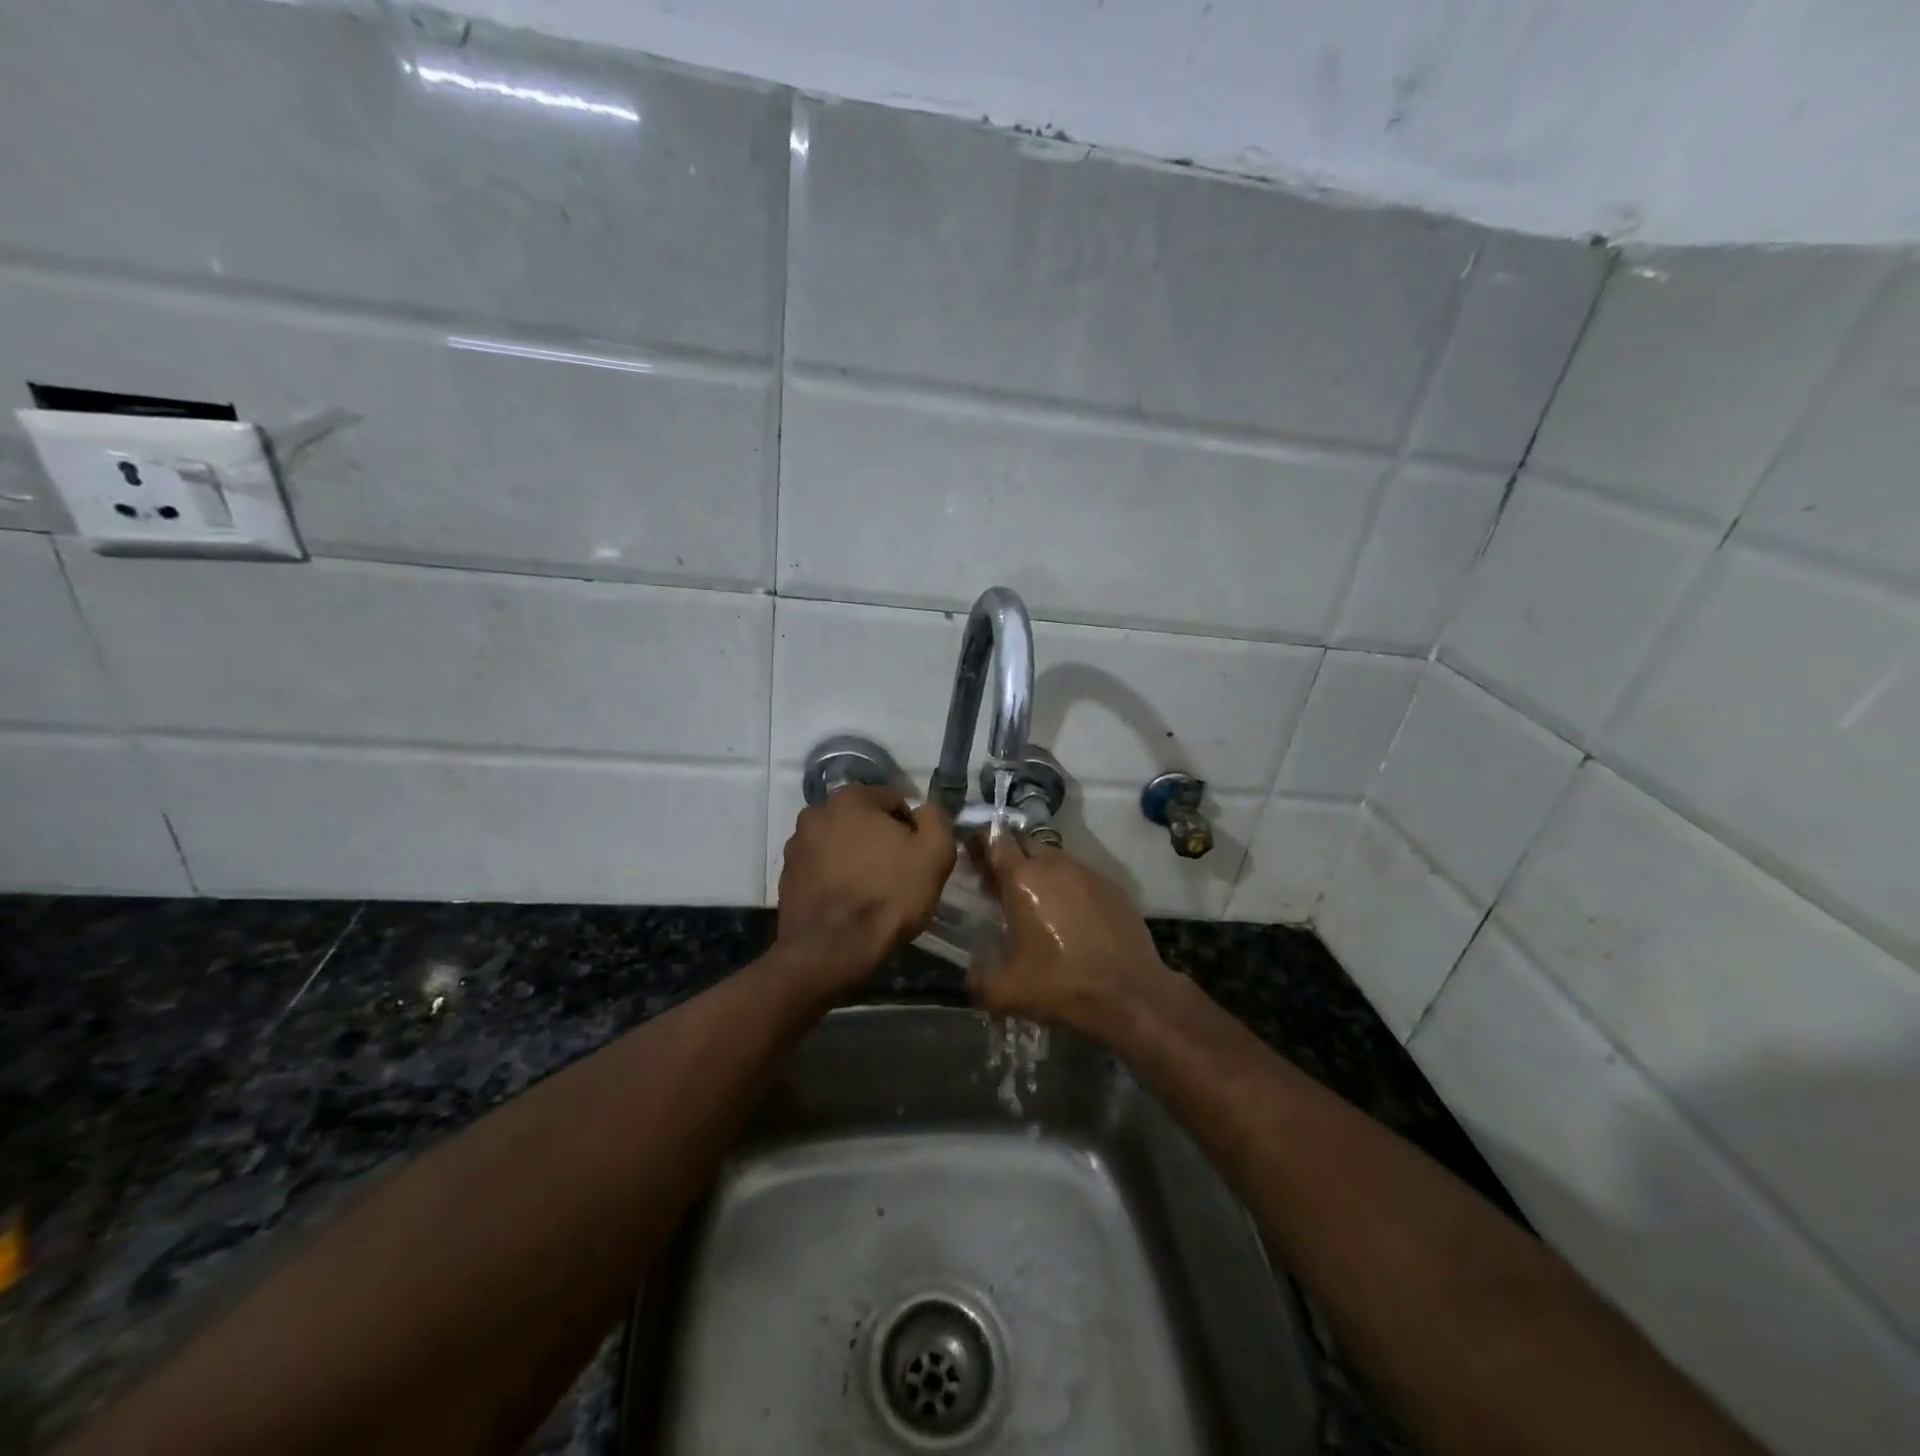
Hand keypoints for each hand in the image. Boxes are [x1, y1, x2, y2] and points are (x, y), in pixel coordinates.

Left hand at [777, 786, 955, 986]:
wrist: (832, 950)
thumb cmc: (889, 895)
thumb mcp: (935, 852)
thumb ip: (936, 818)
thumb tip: (926, 811)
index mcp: (850, 798)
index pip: (894, 801)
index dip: (912, 830)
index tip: (917, 859)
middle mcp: (816, 812)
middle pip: (863, 821)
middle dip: (880, 841)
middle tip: (896, 875)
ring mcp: (796, 845)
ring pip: (840, 844)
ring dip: (856, 858)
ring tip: (870, 892)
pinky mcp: (786, 876)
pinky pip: (821, 868)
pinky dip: (836, 878)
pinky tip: (848, 903)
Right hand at [968, 832, 1172, 1033]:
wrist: (1129, 994)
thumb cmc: (1060, 984)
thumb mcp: (1005, 991)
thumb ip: (978, 978)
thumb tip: (971, 974)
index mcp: (1023, 879)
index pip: (995, 840)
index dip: (981, 843)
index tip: (972, 854)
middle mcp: (1055, 865)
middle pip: (1026, 844)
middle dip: (1011, 857)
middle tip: (1002, 884)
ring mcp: (1088, 874)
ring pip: (1056, 860)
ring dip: (1041, 873)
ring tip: (1036, 904)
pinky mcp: (1113, 888)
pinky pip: (1082, 878)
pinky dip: (1069, 889)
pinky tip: (1071, 918)